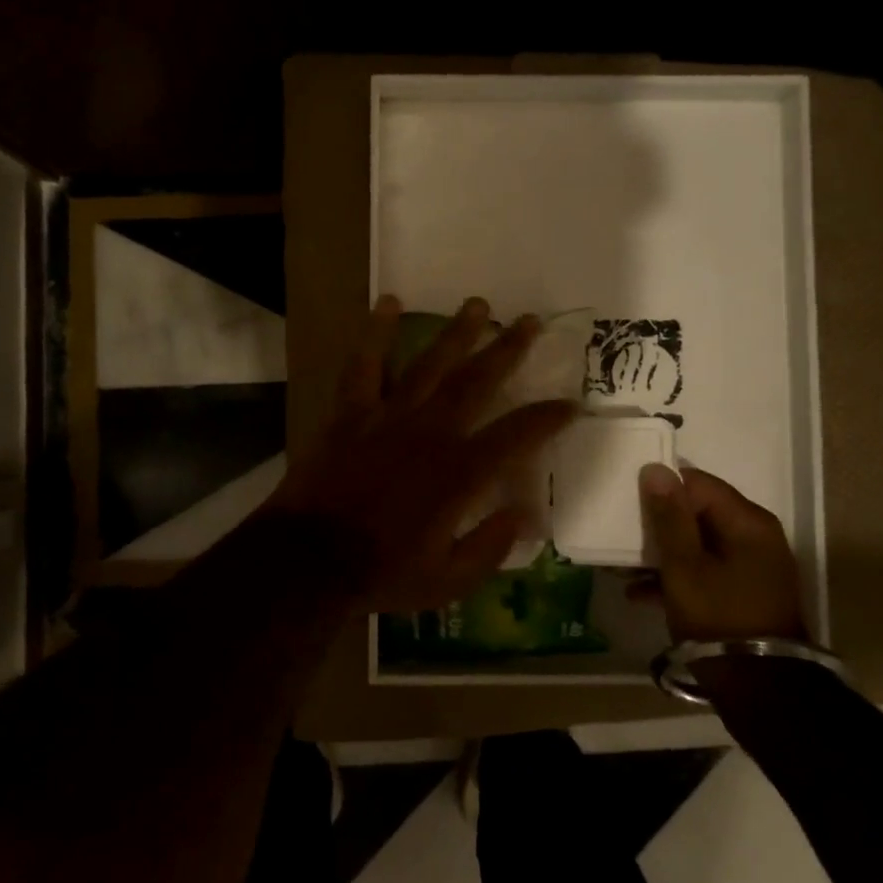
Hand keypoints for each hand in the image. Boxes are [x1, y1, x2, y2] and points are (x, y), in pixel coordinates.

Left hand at [269, 295, 577, 614]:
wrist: (310, 560)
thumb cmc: (383, 573)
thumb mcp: (449, 580)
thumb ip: (491, 547)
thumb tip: (526, 516)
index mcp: (459, 473)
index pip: (516, 435)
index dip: (548, 417)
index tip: (572, 402)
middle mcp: (431, 433)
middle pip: (477, 382)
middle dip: (507, 350)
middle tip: (529, 321)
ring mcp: (389, 416)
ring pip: (430, 364)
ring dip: (457, 333)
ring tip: (479, 304)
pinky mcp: (351, 412)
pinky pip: (365, 365)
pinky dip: (376, 332)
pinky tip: (388, 302)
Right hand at [630, 464, 808, 643]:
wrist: (760, 690)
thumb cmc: (718, 617)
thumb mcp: (684, 566)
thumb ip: (669, 516)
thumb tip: (656, 469)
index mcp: (747, 522)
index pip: (698, 484)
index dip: (662, 488)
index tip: (628, 500)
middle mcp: (755, 537)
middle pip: (698, 513)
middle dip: (657, 523)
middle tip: (620, 532)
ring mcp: (752, 567)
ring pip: (698, 545)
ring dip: (661, 554)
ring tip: (621, 567)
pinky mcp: (744, 593)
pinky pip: (704, 571)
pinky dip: (676, 577)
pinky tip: (639, 593)